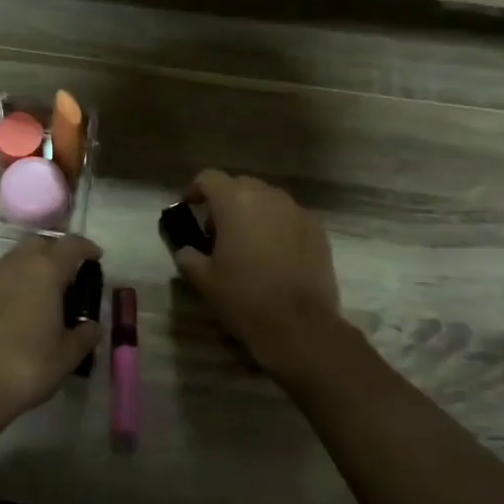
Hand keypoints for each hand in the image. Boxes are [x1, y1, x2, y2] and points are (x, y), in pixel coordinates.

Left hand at [0, 234, 103, 430]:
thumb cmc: (28, 366)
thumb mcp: (68, 355)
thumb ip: (85, 334)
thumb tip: (90, 325)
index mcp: (45, 270)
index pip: (71, 244)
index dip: (86, 248)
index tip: (95, 258)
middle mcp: (15, 265)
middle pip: (39, 243)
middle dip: (56, 252)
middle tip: (69, 274)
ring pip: (15, 258)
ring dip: (32, 266)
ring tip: (43, 292)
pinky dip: (12, 283)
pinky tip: (16, 308)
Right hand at [169, 170, 341, 374]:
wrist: (299, 326)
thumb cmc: (243, 297)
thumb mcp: (203, 280)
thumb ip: (188, 257)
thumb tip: (186, 250)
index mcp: (235, 201)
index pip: (209, 178)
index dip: (195, 190)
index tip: (189, 208)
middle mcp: (268, 197)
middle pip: (241, 185)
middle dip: (225, 202)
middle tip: (216, 233)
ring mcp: (297, 212)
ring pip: (268, 200)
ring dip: (253, 214)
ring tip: (247, 245)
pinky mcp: (317, 231)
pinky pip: (290, 218)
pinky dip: (277, 228)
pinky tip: (274, 256)